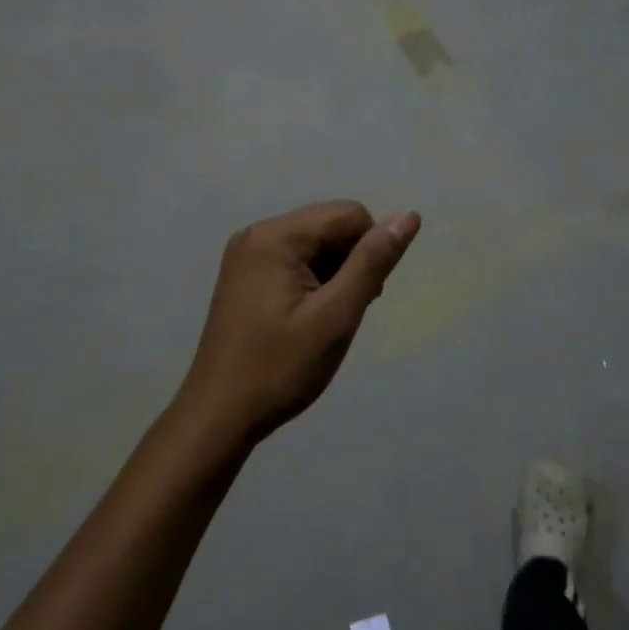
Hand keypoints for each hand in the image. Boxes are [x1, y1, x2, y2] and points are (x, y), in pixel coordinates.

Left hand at [170, 201, 420, 447]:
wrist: (220, 415)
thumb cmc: (280, 368)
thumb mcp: (335, 316)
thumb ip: (372, 262)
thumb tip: (408, 216)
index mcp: (276, 236)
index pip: (349, 214)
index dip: (369, 251)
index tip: (362, 298)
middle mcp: (257, 234)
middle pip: (330, 225)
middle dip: (350, 262)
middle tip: (342, 313)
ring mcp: (246, 255)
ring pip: (314, 244)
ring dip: (333, 274)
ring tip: (324, 320)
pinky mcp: (244, 276)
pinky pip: (293, 260)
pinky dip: (312, 282)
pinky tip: (306, 319)